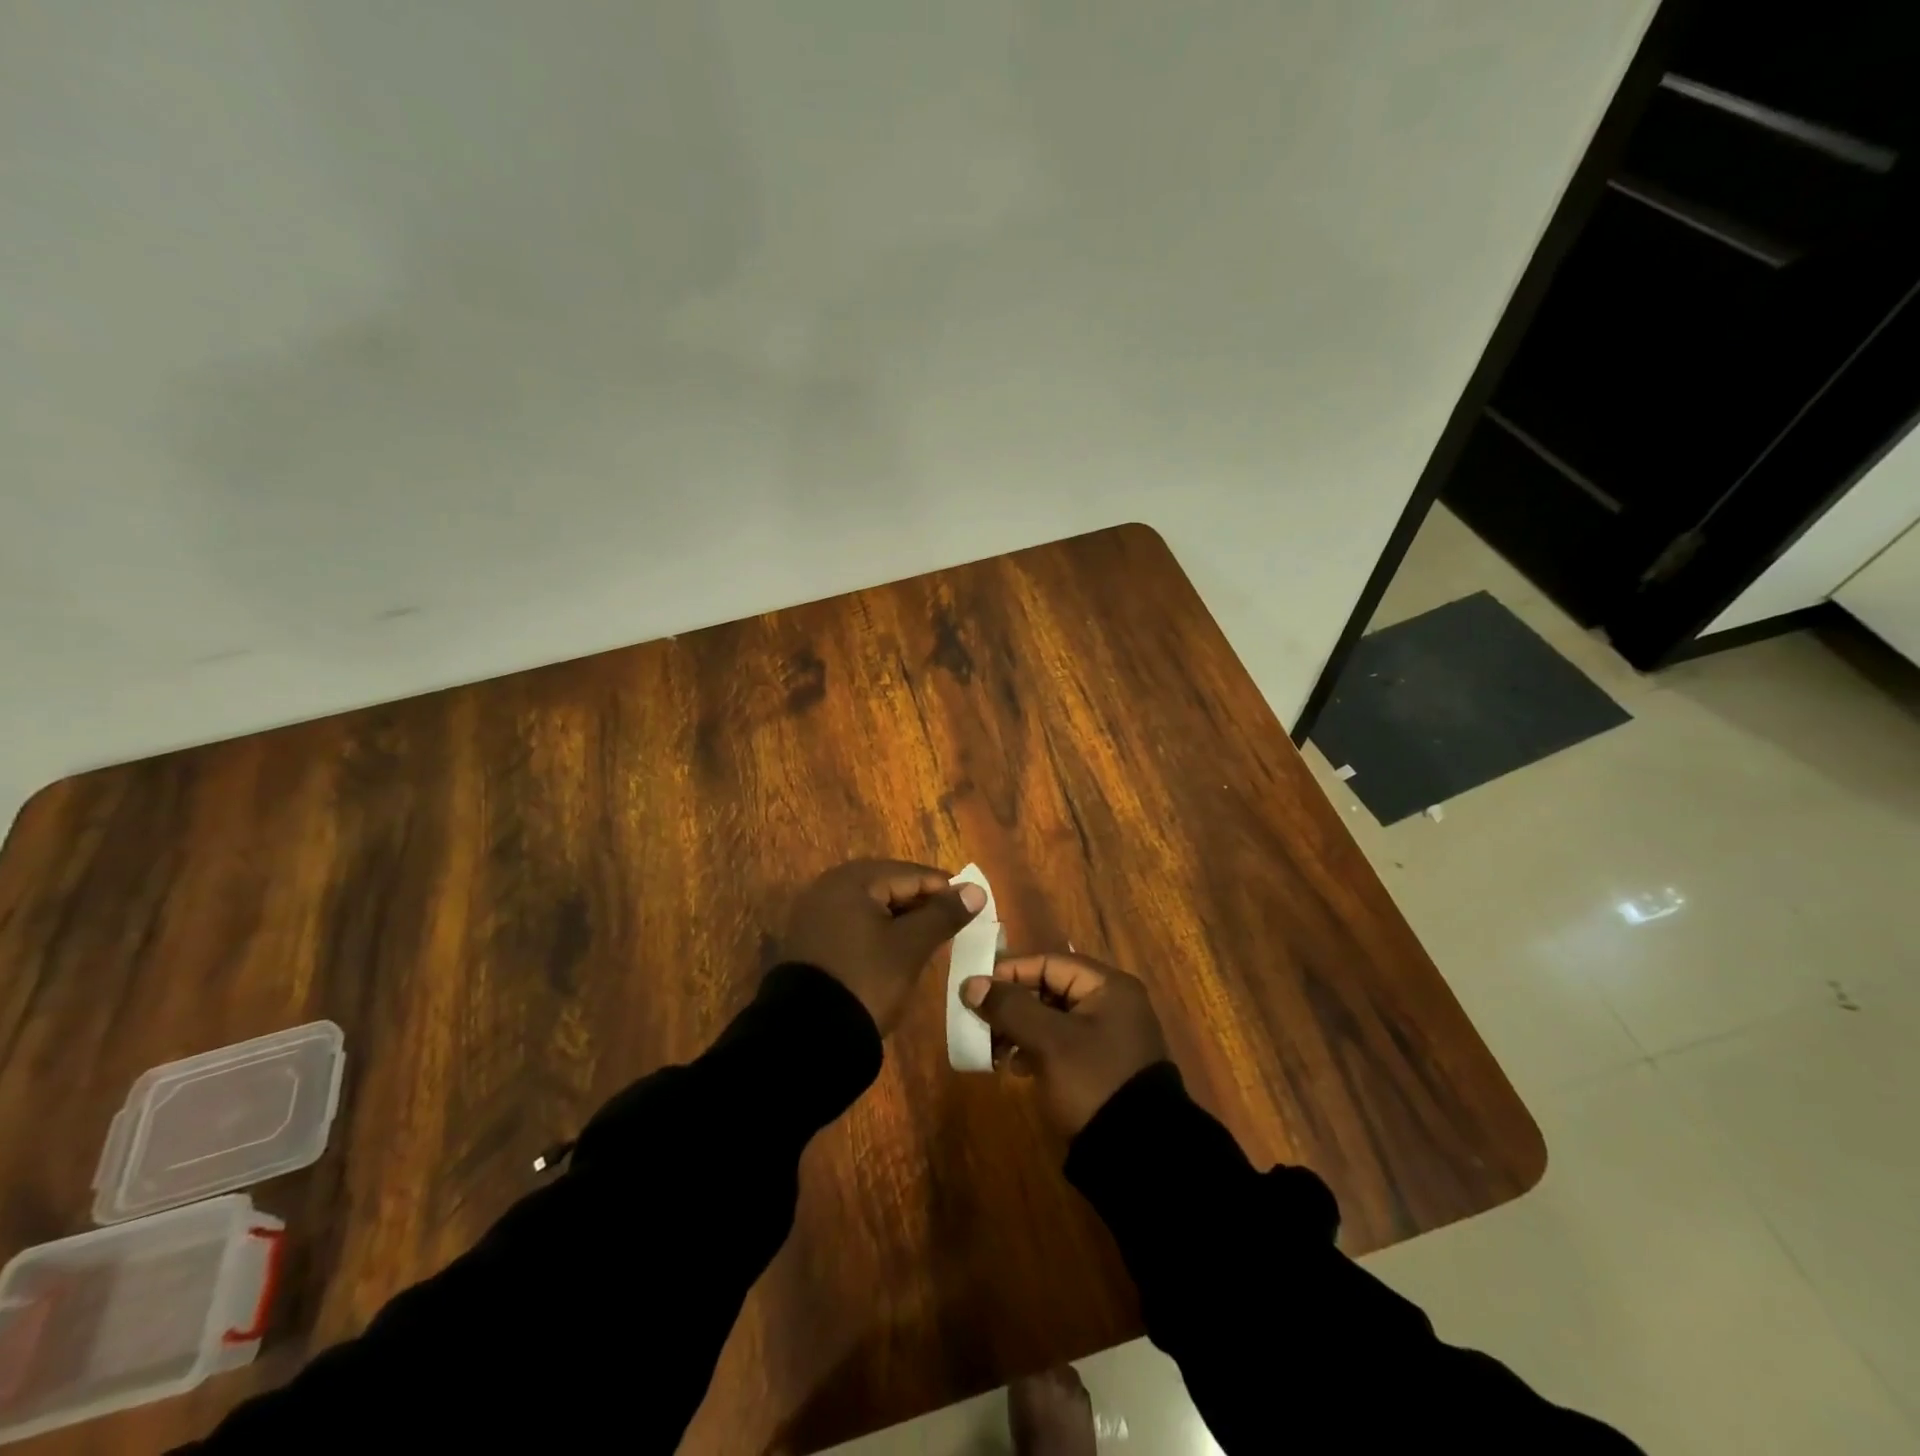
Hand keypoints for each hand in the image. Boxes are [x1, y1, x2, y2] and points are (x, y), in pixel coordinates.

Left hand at [785, 859, 985, 1033]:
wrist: (809, 1035)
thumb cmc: (867, 979)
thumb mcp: (911, 946)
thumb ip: (943, 914)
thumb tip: (976, 890)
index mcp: (852, 880)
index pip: (910, 874)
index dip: (945, 889)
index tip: (973, 906)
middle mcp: (830, 887)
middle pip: (890, 886)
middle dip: (923, 904)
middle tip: (955, 924)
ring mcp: (817, 914)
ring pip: (873, 907)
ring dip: (903, 919)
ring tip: (933, 939)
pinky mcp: (813, 940)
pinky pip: (856, 924)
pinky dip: (880, 932)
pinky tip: (900, 950)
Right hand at [961, 952, 1168, 1136]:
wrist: (1139, 1155)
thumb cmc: (1094, 1082)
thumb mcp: (1049, 1041)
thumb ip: (1011, 1007)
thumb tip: (971, 984)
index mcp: (1108, 986)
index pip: (1049, 962)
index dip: (1010, 972)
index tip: (975, 988)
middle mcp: (1111, 1003)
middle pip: (1049, 989)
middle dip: (1012, 1004)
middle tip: (979, 1020)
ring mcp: (1106, 1036)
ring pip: (1051, 1018)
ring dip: (1019, 1028)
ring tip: (991, 1047)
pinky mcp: (1099, 1065)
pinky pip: (1059, 1043)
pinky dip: (1034, 1048)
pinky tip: (1014, 1065)